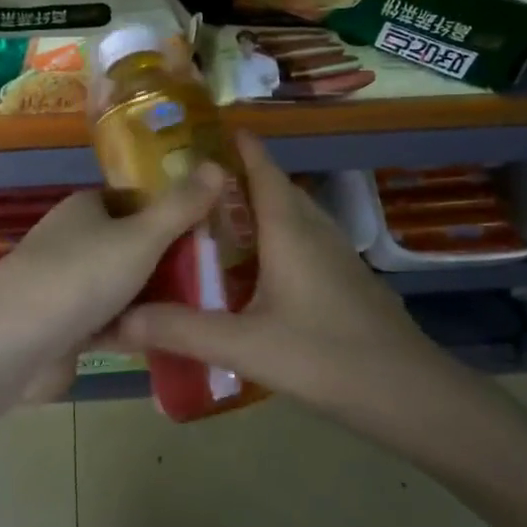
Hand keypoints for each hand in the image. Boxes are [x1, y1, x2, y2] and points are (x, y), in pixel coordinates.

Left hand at [0, 164, 225, 372]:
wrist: (12, 344)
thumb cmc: (79, 276)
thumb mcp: (140, 237)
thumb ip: (180, 207)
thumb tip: (218, 164)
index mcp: (85, 208)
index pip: (136, 200)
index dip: (172, 211)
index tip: (215, 227)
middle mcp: (73, 241)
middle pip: (132, 246)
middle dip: (170, 261)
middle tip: (222, 274)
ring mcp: (66, 286)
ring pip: (123, 287)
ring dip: (154, 299)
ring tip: (208, 310)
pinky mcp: (63, 327)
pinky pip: (110, 322)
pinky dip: (133, 330)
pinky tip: (171, 340)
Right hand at [107, 134, 460, 415]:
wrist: (411, 395)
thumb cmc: (326, 356)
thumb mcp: (244, 345)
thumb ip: (180, 330)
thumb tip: (115, 319)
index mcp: (289, 227)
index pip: (260, 165)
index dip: (233, 143)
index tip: (196, 131)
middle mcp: (314, 229)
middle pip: (272, 186)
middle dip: (233, 177)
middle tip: (184, 184)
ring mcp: (335, 254)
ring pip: (289, 215)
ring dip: (254, 208)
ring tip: (209, 221)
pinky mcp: (345, 279)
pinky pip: (300, 241)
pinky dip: (271, 238)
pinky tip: (250, 271)